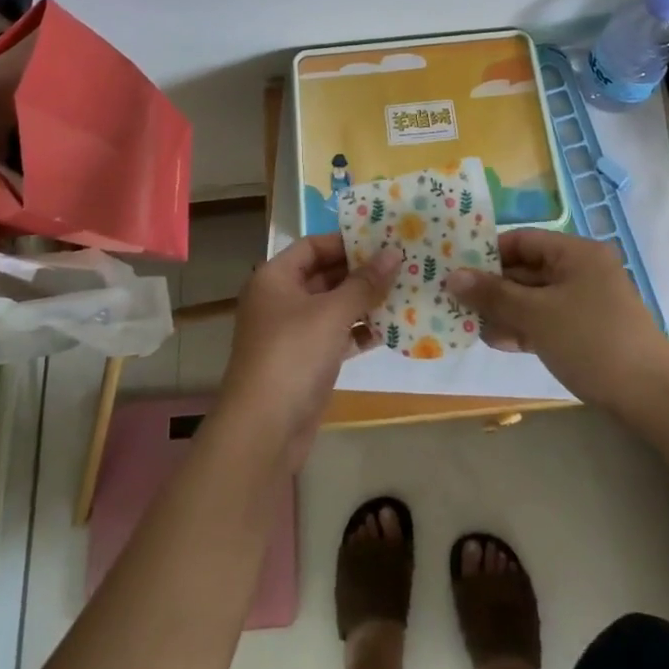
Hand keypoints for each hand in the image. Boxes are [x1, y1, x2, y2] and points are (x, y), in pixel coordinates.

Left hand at [216, 233, 399, 467]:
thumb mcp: (332, 313)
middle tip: (402, 263)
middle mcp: (280, 299)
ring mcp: (292, 332)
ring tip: (405, 292)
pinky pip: (336, 335)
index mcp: (275, 277)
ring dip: (365, 302)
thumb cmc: (293, 355)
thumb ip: (365, 282)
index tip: (383, 238)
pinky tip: (391, 329)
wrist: (263, 430)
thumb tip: (394, 252)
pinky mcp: (306, 362)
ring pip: (333, 307)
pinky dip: (359, 331)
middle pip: (324, 275)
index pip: (313, 246)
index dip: (346, 240)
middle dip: (361, 271)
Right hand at [446, 230, 668, 417]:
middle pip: (526, 270)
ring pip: (534, 298)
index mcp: (575, 252)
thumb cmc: (591, 340)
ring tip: (470, 325)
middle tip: (456, 301)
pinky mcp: (586, 331)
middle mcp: (580, 270)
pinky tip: (497, 341)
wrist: (652, 397)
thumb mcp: (536, 315)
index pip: (522, 240)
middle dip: (492, 287)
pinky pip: (546, 320)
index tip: (456, 268)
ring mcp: (585, 302)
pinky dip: (524, 327)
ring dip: (504, 311)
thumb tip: (452, 276)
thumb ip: (493, 294)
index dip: (488, 252)